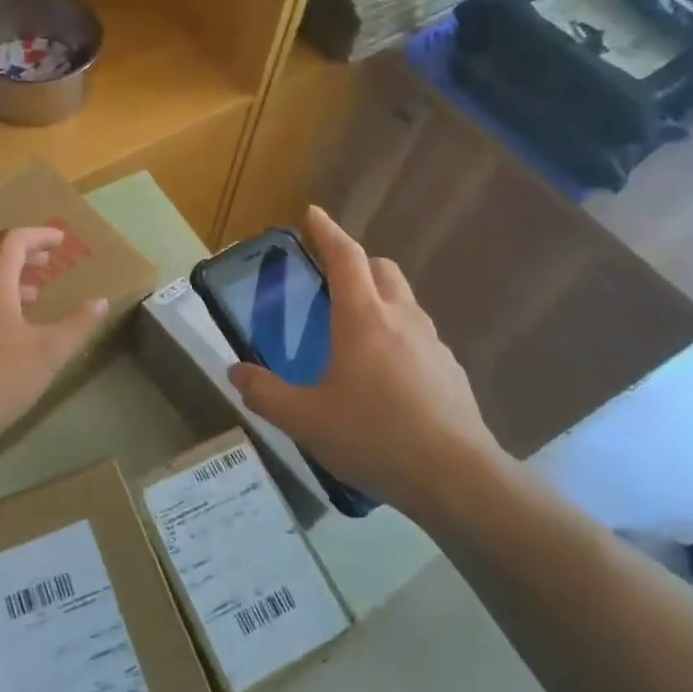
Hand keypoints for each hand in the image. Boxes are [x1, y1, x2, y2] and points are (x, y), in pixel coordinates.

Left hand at [0, 226, 110, 454]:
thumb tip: (100, 302)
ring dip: (6, 277)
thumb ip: (78, 324)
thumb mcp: (48, 353)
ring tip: (32, 293)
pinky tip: (4, 324)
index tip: (60, 240)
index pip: (14, 240)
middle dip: (23, 255)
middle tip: (48, 261)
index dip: (40, 236)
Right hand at [227, 207, 502, 512]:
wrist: (456, 478)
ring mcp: (433, 343)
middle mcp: (401, 318)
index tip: (313, 213)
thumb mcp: (304, 419)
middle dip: (357, 262)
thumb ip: (265, 393)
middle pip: (382, 269)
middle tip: (332, 279)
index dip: (327, 231)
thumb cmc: (373, 436)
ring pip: (405, 301)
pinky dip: (400, 335)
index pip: (345, 256)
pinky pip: (421, 335)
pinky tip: (388, 375)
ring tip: (357, 330)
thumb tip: (236, 372)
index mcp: (363, 317)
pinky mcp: (452, 370)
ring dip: (380, 298)